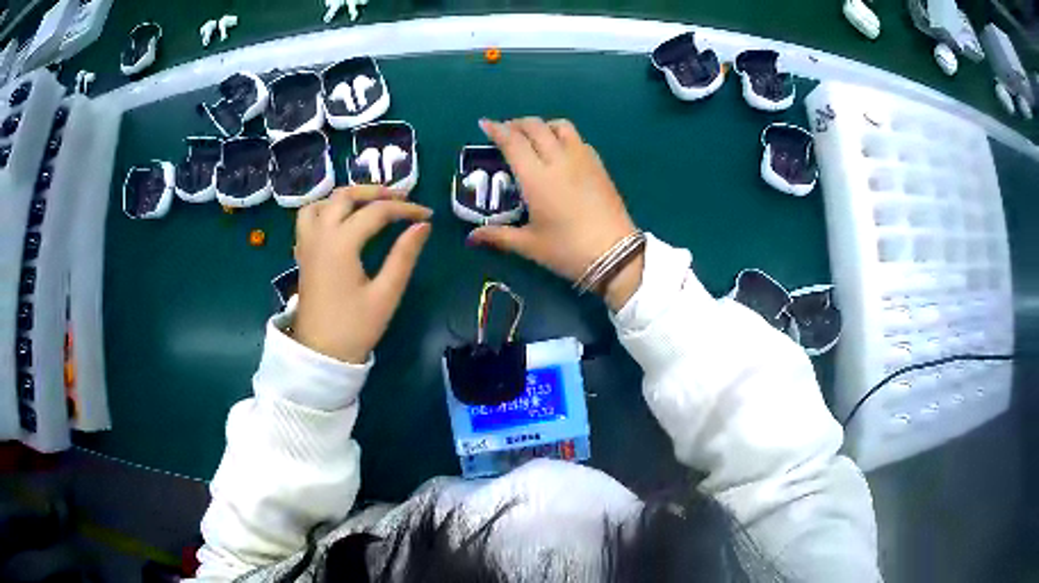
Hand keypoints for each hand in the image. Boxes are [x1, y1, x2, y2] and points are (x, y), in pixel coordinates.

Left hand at [293, 186, 431, 363]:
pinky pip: (308, 217)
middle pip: (345, 196)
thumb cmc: (355, 328)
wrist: (320, 354)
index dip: (405, 209)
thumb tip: (422, 226)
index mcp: (341, 243)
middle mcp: (320, 234)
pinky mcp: (303, 254)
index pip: (377, 212)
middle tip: (402, 199)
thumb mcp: (386, 294)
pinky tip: (340, 220)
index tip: (427, 216)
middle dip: (376, 192)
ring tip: (369, 204)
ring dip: (347, 196)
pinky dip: (326, 209)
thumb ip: (404, 256)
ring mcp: (307, 243)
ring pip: (322, 202)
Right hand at [469, 118, 643, 310]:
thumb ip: (498, 236)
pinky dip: (563, 136)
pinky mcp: (599, 166)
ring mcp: (582, 159)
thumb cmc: (568, 250)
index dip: (496, 129)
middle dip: (517, 124)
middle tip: (506, 132)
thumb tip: (471, 237)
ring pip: (561, 126)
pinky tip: (561, 151)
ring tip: (535, 137)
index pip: (513, 142)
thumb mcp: (530, 245)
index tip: (485, 123)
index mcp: (536, 178)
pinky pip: (578, 139)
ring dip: (543, 125)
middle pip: (535, 127)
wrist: (616, 255)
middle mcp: (558, 160)